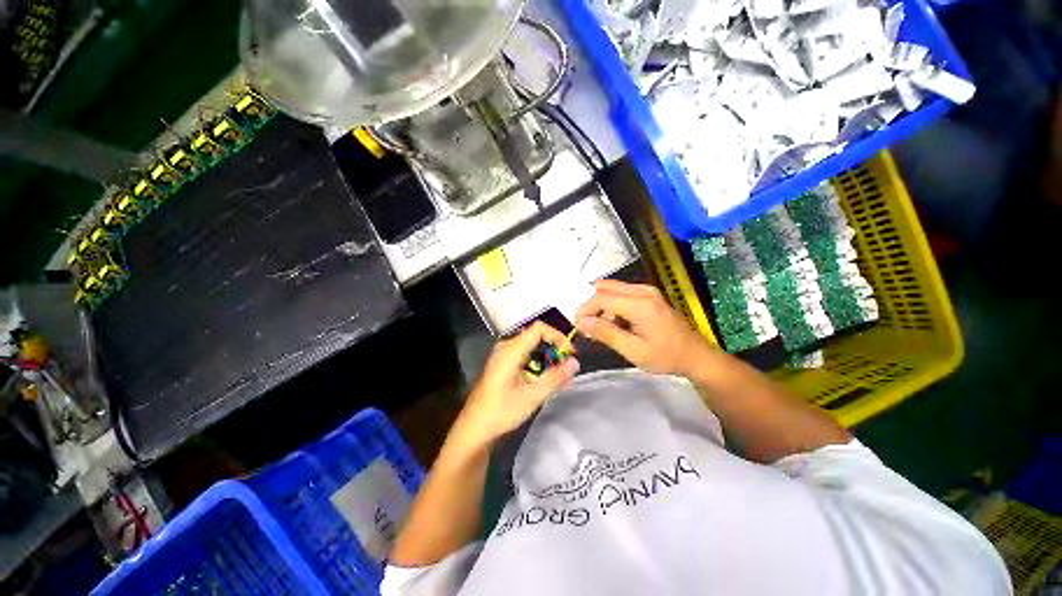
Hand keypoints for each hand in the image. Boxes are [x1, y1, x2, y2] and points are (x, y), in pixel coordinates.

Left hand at [456, 322, 579, 448]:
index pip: (539, 328)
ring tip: (559, 376)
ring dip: (547, 357)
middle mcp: (506, 346)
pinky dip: (538, 363)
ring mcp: (503, 355)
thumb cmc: (501, 411)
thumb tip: (575, 362)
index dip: (557, 336)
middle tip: (567, 367)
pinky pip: (525, 355)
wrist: (474, 427)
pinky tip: (544, 379)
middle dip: (554, 348)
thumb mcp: (531, 396)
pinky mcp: (503, 364)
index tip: (569, 353)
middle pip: (536, 336)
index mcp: (511, 349)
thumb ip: (555, 378)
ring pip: (531, 346)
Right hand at [575, 280, 712, 375]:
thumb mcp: (633, 351)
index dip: (585, 309)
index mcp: (639, 304)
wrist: (696, 355)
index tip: (577, 326)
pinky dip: (612, 304)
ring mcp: (647, 290)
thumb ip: (606, 333)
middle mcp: (642, 291)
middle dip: (591, 305)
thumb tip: (581, 322)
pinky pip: (622, 292)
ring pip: (612, 289)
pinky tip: (616, 322)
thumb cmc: (666, 357)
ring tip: (601, 327)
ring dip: (601, 305)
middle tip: (588, 326)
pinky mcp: (649, 294)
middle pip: (605, 289)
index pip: (601, 298)